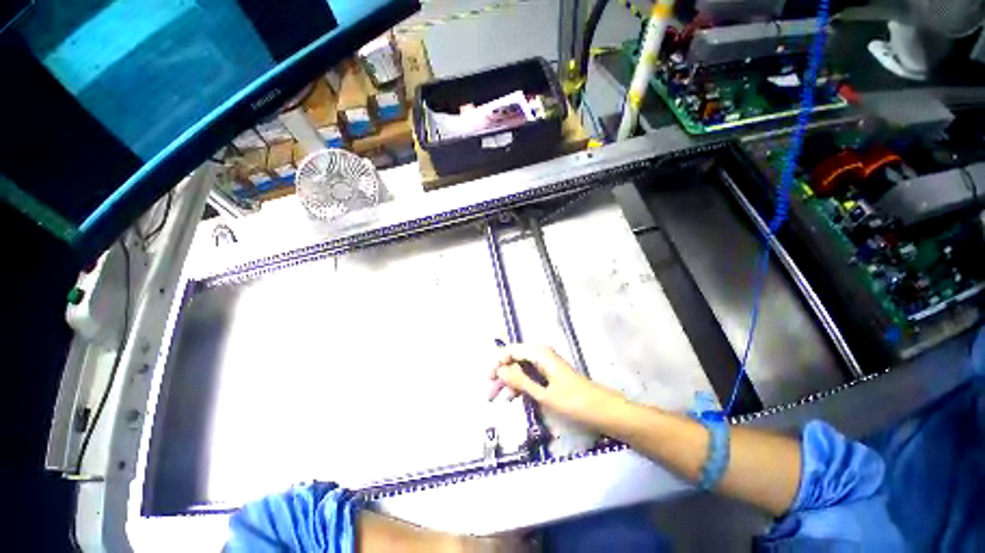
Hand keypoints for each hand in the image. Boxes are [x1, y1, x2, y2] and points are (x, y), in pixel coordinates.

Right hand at [489, 344, 626, 429]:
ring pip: (522, 369)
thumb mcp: (544, 394)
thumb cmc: (574, 402)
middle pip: (515, 360)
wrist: (604, 411)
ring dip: (509, 383)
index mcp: (540, 354)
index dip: (497, 363)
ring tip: (498, 400)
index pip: (511, 350)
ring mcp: (547, 366)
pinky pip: (530, 377)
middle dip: (501, 375)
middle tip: (489, 395)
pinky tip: (514, 398)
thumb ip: (520, 381)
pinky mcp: (551, 376)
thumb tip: (500, 370)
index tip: (487, 379)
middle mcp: (542, 355)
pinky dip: (521, 386)